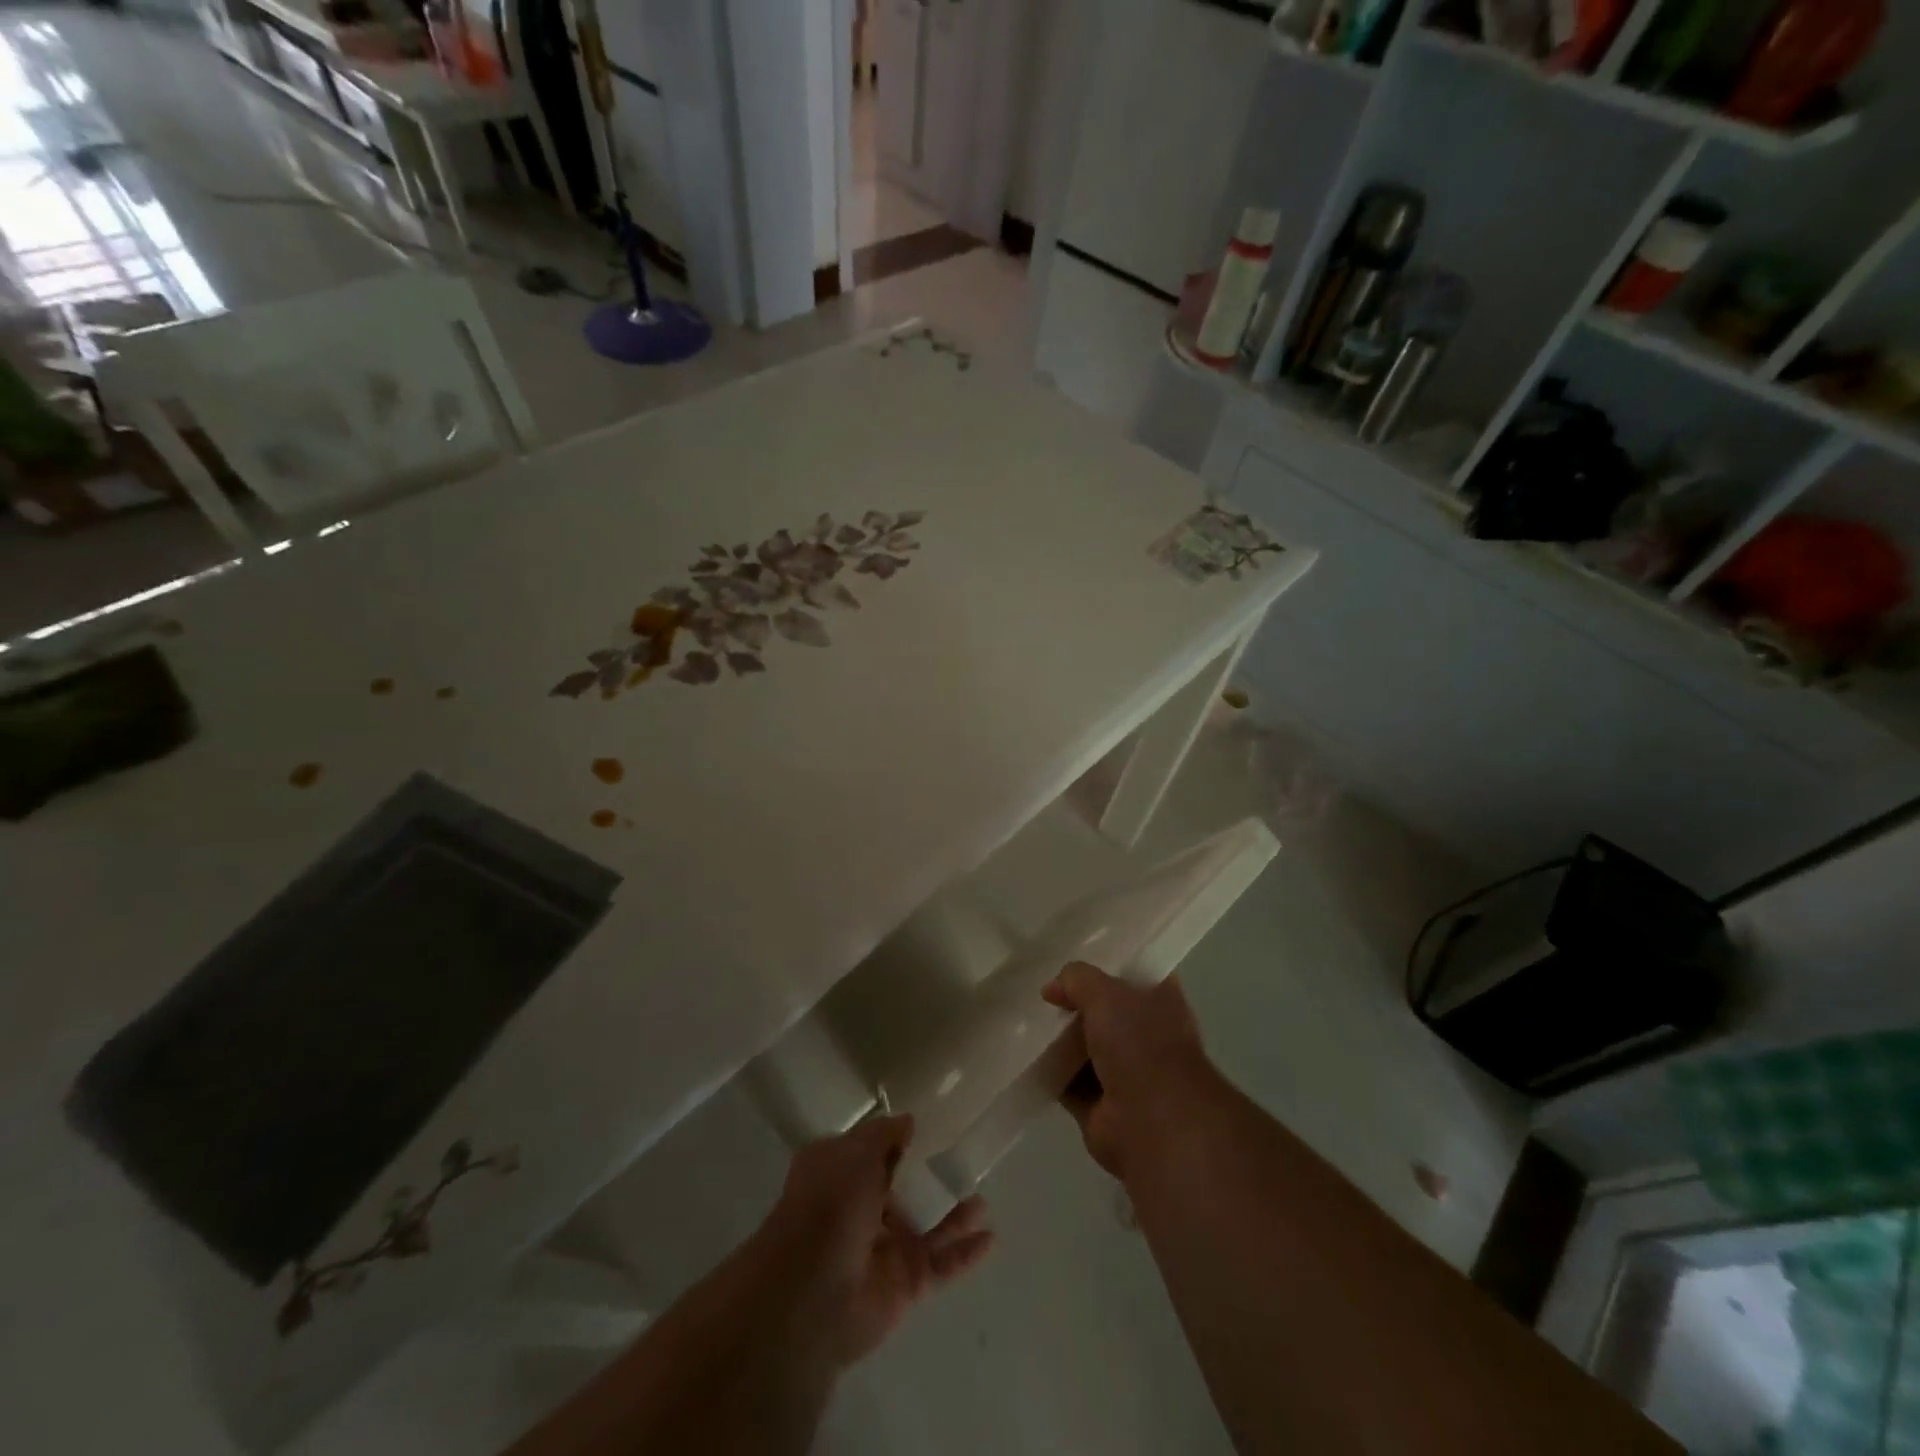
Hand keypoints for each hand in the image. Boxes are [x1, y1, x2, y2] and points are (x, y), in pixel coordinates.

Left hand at [754, 1115, 994, 1368]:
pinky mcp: (905, 1284)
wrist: (812, 1294)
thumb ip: (885, 1135)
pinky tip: (991, 1237)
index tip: (930, 1124)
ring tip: (982, 1195)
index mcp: (840, 1175)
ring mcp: (884, 1249)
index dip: (897, 1139)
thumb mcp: (856, 1153)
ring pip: (926, 1226)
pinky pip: (941, 1264)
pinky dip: (965, 1253)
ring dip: (954, 1213)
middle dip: (928, 1177)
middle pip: (902, 1189)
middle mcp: (861, 1210)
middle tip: (964, 1157)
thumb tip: (909, 1121)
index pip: (872, 1152)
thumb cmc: (829, 1205)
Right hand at [1042, 962, 1214, 1179]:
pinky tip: (1027, 1056)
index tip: (1072, 960)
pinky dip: (1051, 1073)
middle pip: (1104, 1012)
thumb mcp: (1105, 993)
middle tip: (1044, 993)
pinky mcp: (1102, 1106)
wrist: (1152, 1122)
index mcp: (1162, 1002)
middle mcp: (1147, 1036)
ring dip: (1060, 1040)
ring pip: (1086, 1048)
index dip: (1104, 967)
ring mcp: (1127, 1074)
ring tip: (1026, 1020)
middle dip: (1076, 1004)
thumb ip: (1076, 980)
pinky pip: (1069, 1082)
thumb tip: (1051, 988)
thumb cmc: (1139, 1043)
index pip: (1133, 975)